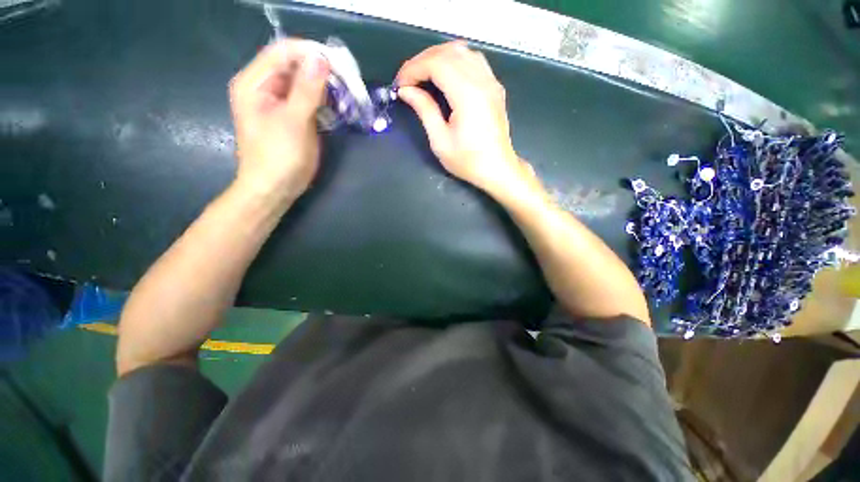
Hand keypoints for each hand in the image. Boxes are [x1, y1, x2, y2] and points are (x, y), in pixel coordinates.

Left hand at [229, 39, 329, 202]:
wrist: (274, 189)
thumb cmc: (279, 157)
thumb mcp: (293, 122)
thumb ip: (307, 90)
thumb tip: (321, 58)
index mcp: (255, 83)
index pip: (283, 52)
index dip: (311, 53)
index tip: (339, 64)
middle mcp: (264, 87)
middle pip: (294, 66)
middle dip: (321, 72)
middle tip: (347, 83)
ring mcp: (278, 102)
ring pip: (303, 83)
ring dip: (325, 88)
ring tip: (345, 97)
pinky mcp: (291, 116)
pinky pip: (307, 100)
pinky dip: (323, 102)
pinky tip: (336, 110)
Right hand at [396, 41, 535, 194]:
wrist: (497, 169)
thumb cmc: (468, 161)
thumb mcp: (440, 141)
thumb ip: (424, 110)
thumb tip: (406, 90)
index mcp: (468, 94)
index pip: (436, 63)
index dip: (413, 69)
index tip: (400, 84)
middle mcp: (482, 80)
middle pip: (449, 51)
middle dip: (422, 60)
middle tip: (408, 79)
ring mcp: (491, 81)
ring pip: (463, 51)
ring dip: (438, 57)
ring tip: (423, 75)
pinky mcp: (495, 87)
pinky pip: (473, 60)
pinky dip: (454, 61)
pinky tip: (445, 76)